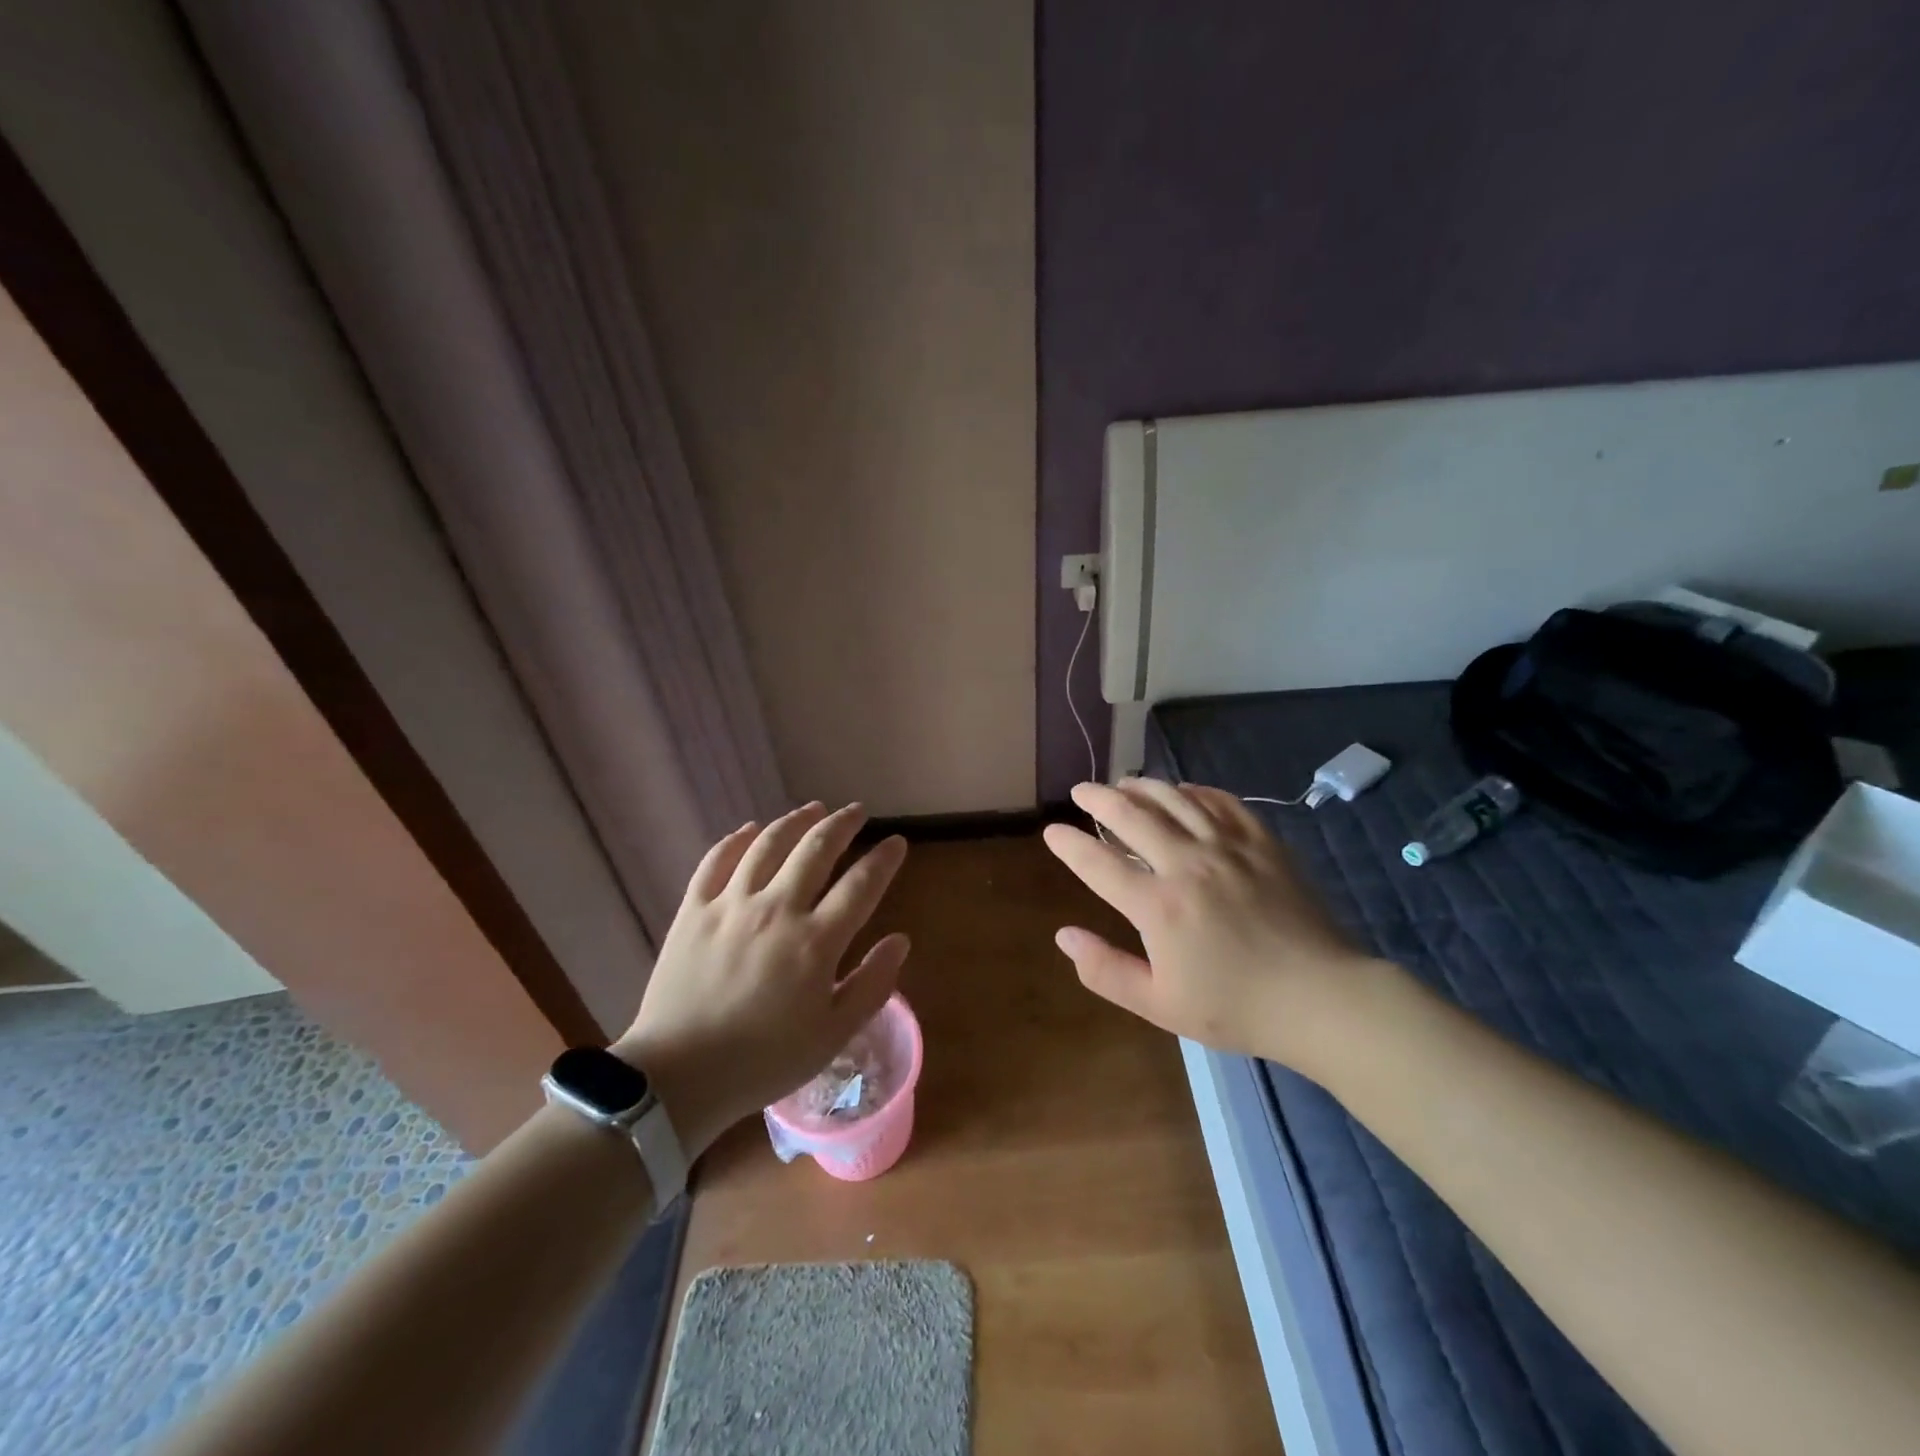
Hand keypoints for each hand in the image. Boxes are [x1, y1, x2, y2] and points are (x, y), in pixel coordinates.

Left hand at [611, 803, 909, 1156]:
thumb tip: (900, 940)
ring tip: (812, 808)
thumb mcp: (833, 1035)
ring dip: (795, 820)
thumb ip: (872, 985)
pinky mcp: (693, 910)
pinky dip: (736, 839)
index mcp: (815, 942)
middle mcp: (776, 909)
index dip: (883, 859)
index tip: (896, 842)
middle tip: (856, 811)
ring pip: (768, 844)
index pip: (861, 884)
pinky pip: (716, 860)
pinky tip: (750, 830)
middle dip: (842, 824)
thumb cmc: (764, 1062)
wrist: (677, 1077)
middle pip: (816, 849)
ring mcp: (731, 904)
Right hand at [1042, 779, 1379, 1076]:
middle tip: (1081, 790)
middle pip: (1132, 816)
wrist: (1320, 998)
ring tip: (1123, 782)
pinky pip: (1221, 802)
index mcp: (1158, 906)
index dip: (1069, 845)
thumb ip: (1105, 970)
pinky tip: (1183, 791)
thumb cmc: (1235, 1007)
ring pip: (1175, 800)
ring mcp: (1227, 848)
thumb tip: (1063, 936)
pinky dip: (1195, 791)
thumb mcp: (1159, 1004)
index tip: (1051, 831)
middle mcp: (1187, 864)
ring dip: (1142, 787)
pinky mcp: (1261, 842)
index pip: (1099, 864)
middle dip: (1099, 798)